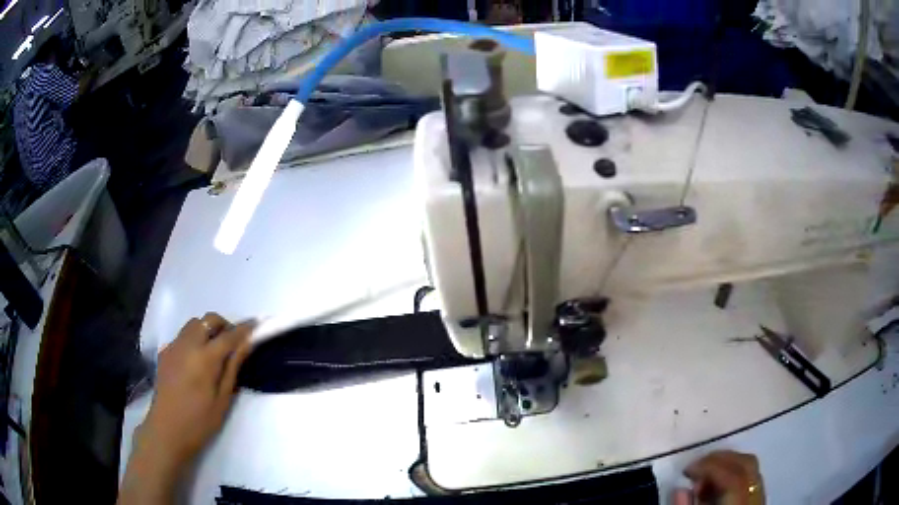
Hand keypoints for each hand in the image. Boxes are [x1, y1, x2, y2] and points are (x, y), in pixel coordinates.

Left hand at [118, 313, 252, 504]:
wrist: (167, 431)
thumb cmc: (200, 421)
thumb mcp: (223, 399)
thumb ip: (233, 367)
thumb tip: (247, 343)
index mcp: (205, 358)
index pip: (229, 335)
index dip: (245, 328)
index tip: (257, 324)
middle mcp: (187, 344)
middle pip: (208, 320)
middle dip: (224, 325)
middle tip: (234, 342)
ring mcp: (173, 346)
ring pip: (193, 324)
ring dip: (207, 329)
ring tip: (215, 350)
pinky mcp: (165, 353)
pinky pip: (182, 336)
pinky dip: (194, 339)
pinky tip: (196, 360)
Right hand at [672, 450, 764, 504]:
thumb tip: (679, 489)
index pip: (732, 478)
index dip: (710, 467)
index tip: (686, 470)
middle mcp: (754, 498)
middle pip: (746, 465)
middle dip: (720, 459)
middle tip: (694, 468)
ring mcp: (760, 498)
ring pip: (750, 468)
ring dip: (726, 465)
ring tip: (702, 479)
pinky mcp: (758, 501)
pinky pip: (750, 478)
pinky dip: (733, 475)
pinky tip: (715, 487)